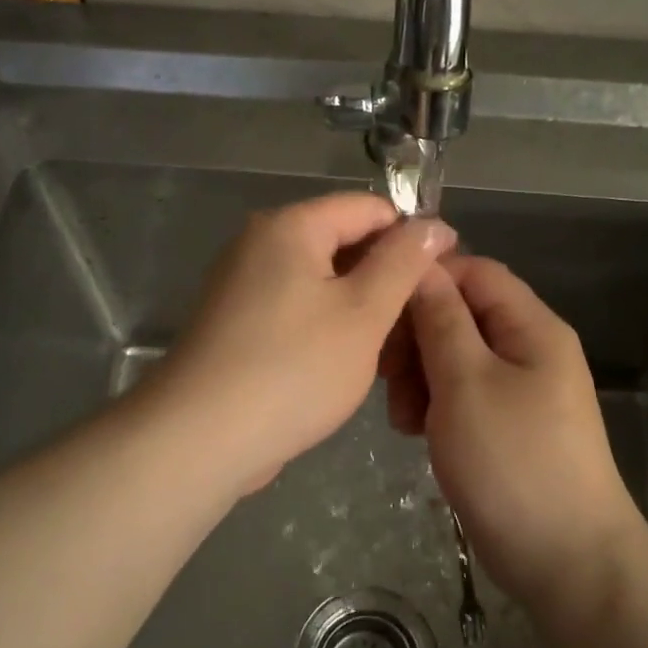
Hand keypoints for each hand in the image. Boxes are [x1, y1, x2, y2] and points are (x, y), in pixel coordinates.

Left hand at [151, 193, 456, 496]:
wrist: (202, 438)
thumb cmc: (293, 368)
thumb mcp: (363, 312)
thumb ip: (402, 262)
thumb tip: (432, 224)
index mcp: (290, 226)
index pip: (368, 208)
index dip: (412, 236)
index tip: (446, 276)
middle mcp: (261, 244)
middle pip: (344, 243)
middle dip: (388, 278)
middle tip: (423, 323)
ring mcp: (245, 285)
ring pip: (324, 282)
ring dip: (363, 309)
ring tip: (397, 353)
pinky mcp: (240, 324)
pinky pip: (299, 309)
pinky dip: (330, 328)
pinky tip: (355, 364)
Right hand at [391, 255, 644, 612]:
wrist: (567, 561)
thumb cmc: (513, 462)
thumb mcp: (466, 382)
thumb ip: (441, 320)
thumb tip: (423, 265)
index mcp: (531, 327)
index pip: (473, 271)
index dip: (426, 280)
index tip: (381, 309)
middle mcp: (529, 349)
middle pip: (462, 315)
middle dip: (417, 337)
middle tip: (385, 374)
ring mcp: (519, 389)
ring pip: (456, 356)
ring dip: (419, 375)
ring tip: (400, 415)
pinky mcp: (506, 424)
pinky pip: (463, 394)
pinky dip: (435, 404)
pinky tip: (414, 430)